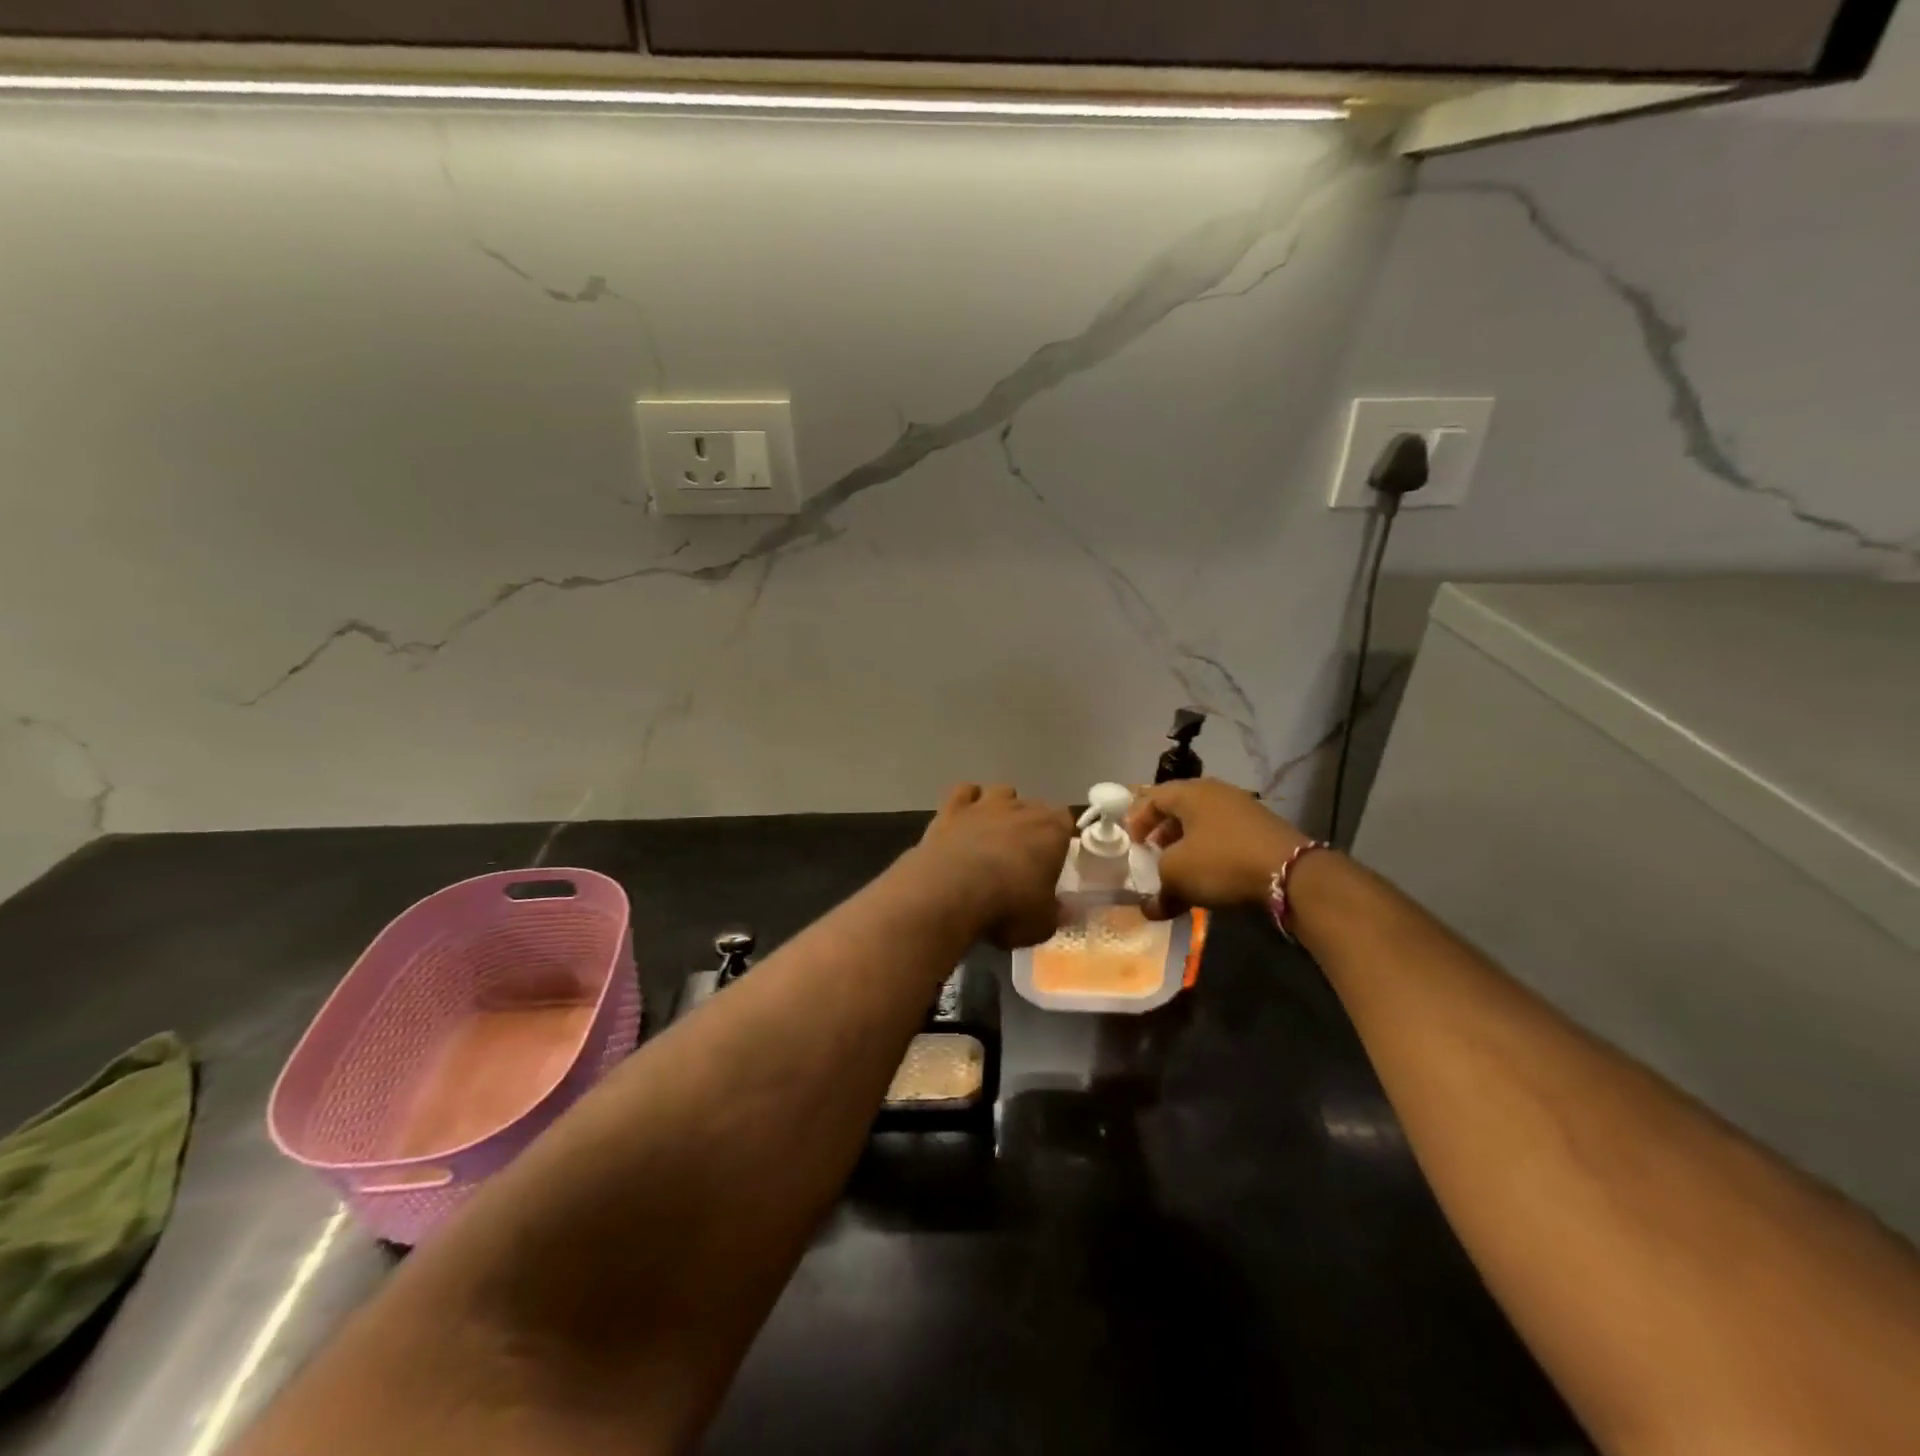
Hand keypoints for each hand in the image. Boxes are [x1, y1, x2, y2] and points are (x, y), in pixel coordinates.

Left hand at [913, 784, 1073, 947]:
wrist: (950, 893)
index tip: (1053, 856)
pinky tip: (964, 819)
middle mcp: (1021, 809)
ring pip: (1001, 791)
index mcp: (1052, 832)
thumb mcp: (1042, 924)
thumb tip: (1063, 909)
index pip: (1065, 821)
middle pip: (1034, 806)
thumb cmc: (1006, 908)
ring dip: (1001, 807)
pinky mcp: (951, 809)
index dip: (1059, 837)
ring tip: (993, 832)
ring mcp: (985, 805)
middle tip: (1022, 853)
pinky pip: (964, 791)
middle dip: (1030, 824)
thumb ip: (1055, 912)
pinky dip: (967, 801)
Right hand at [1125, 778, 1311, 920]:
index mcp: (1189, 792)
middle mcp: (1215, 792)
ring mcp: (1242, 808)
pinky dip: (1210, 850)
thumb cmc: (1222, 862)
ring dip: (1186, 843)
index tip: (1130, 844)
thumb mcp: (1177, 876)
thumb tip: (1150, 909)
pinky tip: (1210, 874)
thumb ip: (1158, 890)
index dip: (1136, 820)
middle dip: (1161, 831)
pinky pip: (1223, 834)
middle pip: (1178, 807)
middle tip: (1152, 853)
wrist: (1291, 874)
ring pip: (1202, 822)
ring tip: (1179, 867)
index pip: (1151, 797)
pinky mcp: (1261, 828)